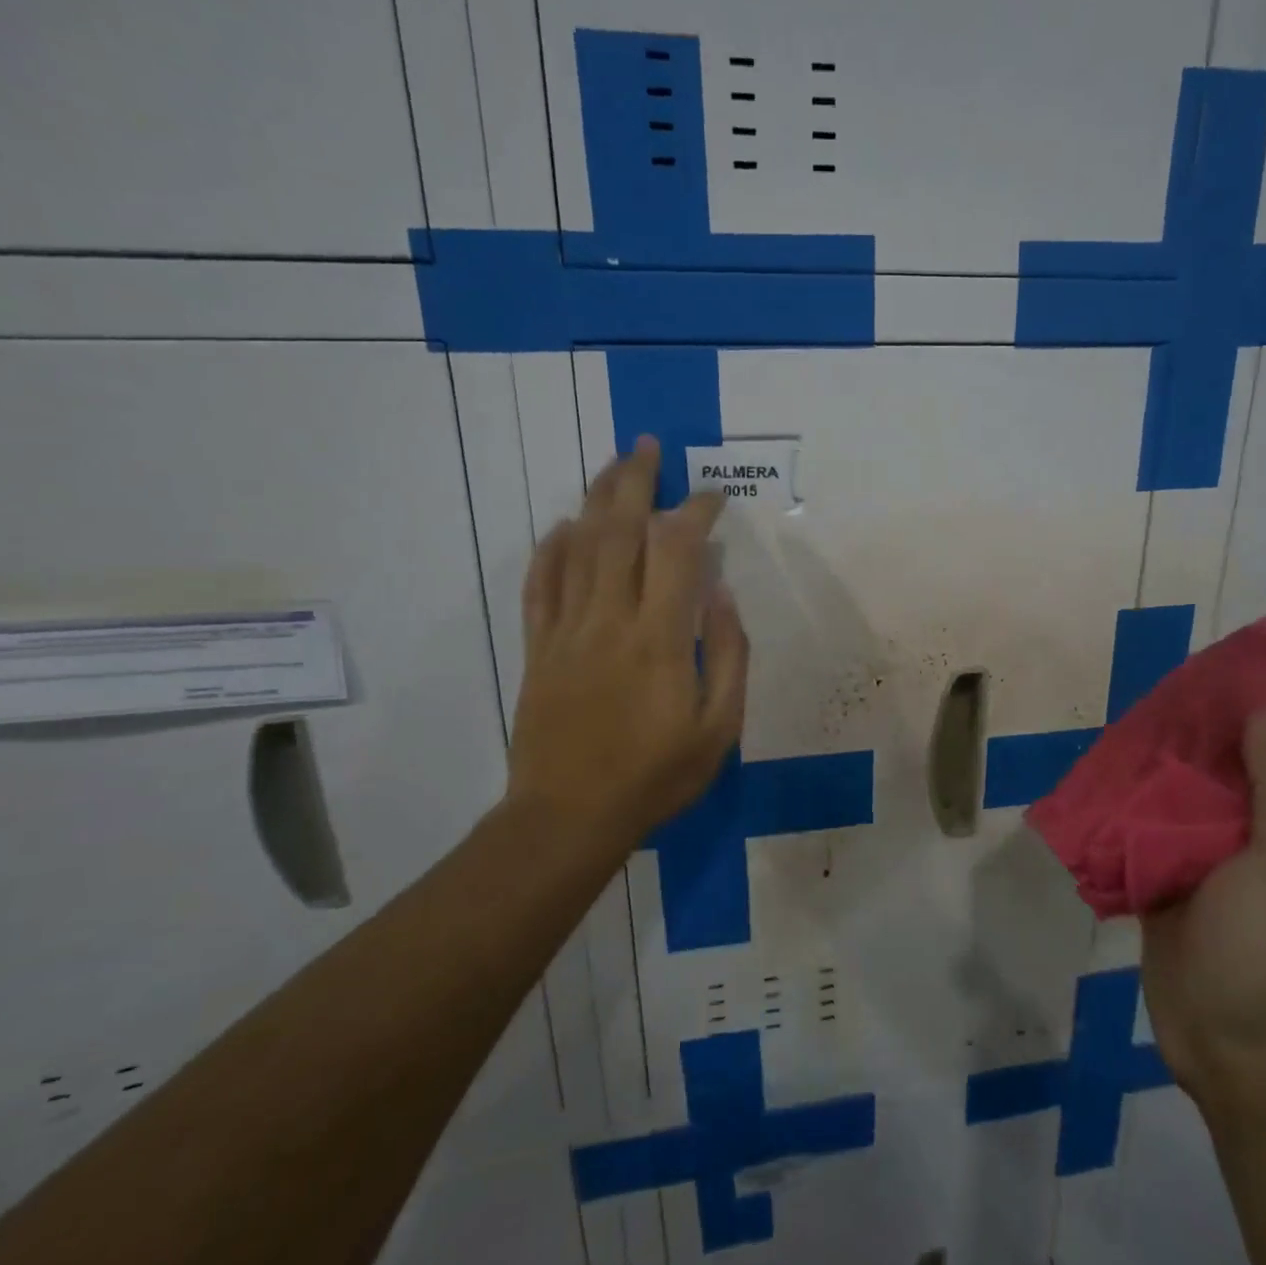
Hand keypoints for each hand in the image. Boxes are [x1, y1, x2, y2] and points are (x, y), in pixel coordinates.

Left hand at [503, 438, 748, 848]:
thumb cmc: (655, 776)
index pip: (678, 551)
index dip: (695, 512)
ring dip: (596, 500)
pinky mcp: (538, 648)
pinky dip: (551, 549)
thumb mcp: (720, 727)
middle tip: (649, 447)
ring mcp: (566, 630)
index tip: (712, 497)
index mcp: (660, 638)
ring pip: (578, 547)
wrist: (569, 817)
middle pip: (619, 531)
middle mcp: (610, 620)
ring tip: (613, 467)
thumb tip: (721, 594)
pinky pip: (540, 585)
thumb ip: (727, 654)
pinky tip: (564, 527)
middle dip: (636, 481)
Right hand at [1140, 711, 1265, 1109]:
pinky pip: (1135, 840)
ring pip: (1167, 805)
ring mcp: (1194, 867)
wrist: (1231, 1046)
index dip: (1247, 718)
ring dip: (1146, 775)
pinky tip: (1091, 785)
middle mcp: (1240, 841)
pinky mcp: (1155, 890)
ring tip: (1113, 730)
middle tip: (1146, 697)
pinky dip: (1117, 815)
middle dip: (1185, 741)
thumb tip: (1263, 714)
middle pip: (1210, 777)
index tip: (1213, 674)